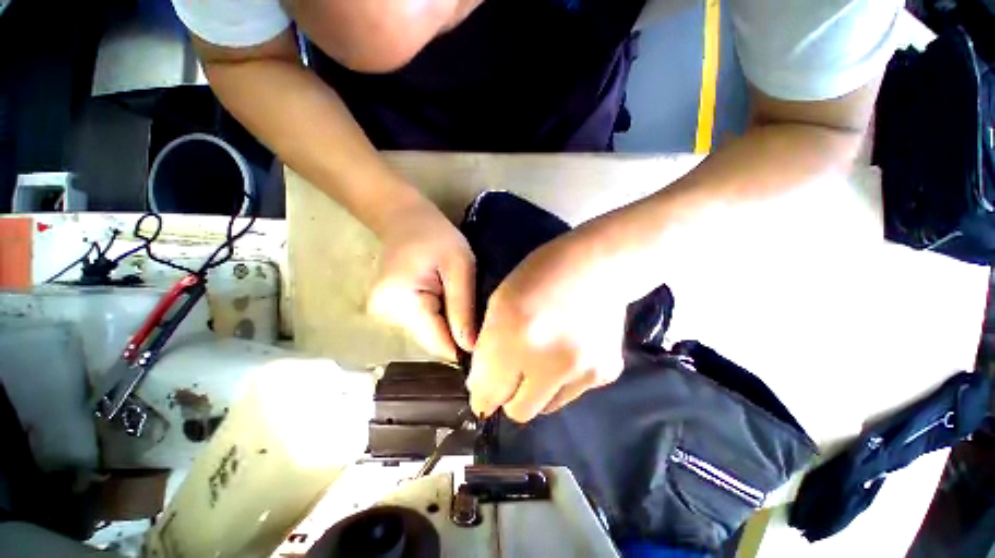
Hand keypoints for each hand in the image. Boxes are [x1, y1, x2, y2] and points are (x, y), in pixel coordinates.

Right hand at [367, 198, 476, 360]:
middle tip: (480, 317)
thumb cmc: (437, 236)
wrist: (406, 219)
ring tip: (464, 306)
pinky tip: (450, 303)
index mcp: (401, 302)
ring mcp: (386, 315)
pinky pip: (424, 324)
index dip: (463, 346)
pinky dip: (440, 318)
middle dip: (458, 334)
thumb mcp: (460, 267)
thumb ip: (463, 308)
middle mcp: (387, 315)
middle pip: (433, 341)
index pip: (437, 343)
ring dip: (449, 325)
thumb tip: (470, 348)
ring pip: (429, 334)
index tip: (487, 340)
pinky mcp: (393, 311)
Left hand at [467, 231, 626, 421]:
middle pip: (517, 411)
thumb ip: (487, 345)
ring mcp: (581, 371)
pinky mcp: (605, 374)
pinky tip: (569, 352)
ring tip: (543, 358)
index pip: (486, 391)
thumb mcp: (500, 301)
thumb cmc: (541, 273)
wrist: (598, 266)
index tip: (483, 389)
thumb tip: (482, 385)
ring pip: (546, 407)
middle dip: (508, 395)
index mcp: (513, 336)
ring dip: (537, 390)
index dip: (481, 393)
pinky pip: (572, 393)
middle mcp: (547, 362)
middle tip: (512, 373)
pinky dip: (564, 381)